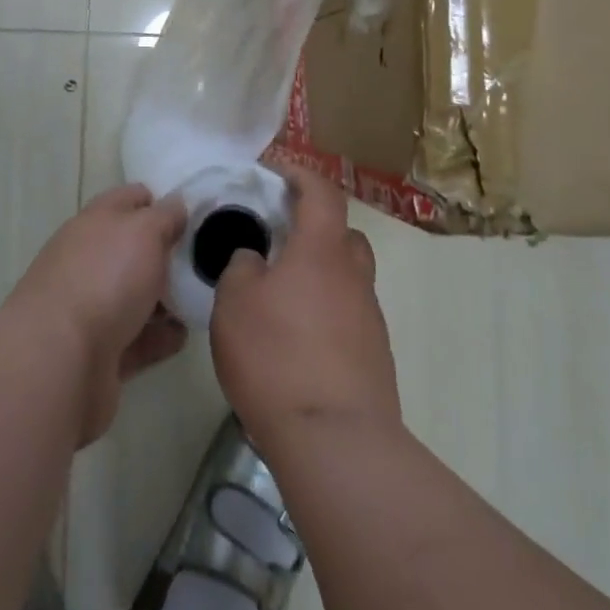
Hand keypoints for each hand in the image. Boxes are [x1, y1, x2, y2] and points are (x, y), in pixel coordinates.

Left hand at [5, 184, 188, 444]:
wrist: (60, 361)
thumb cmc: (105, 279)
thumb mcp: (144, 231)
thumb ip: (165, 216)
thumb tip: (176, 205)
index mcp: (95, 223)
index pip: (130, 199)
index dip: (160, 201)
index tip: (194, 214)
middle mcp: (88, 260)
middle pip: (133, 249)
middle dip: (167, 253)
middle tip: (207, 260)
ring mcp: (90, 308)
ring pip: (135, 295)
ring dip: (166, 298)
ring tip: (201, 299)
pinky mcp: (99, 352)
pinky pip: (137, 338)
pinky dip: (160, 337)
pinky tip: (183, 335)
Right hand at [210, 165, 400, 443]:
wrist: (336, 439)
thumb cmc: (276, 357)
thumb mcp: (234, 304)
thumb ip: (242, 268)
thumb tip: (256, 260)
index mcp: (321, 250)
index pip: (321, 191)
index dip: (299, 173)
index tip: (274, 170)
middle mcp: (354, 274)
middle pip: (342, 233)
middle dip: (314, 226)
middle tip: (279, 237)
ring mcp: (369, 316)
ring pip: (347, 275)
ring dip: (320, 272)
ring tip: (283, 293)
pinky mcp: (375, 354)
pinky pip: (348, 313)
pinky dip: (326, 311)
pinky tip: (298, 337)